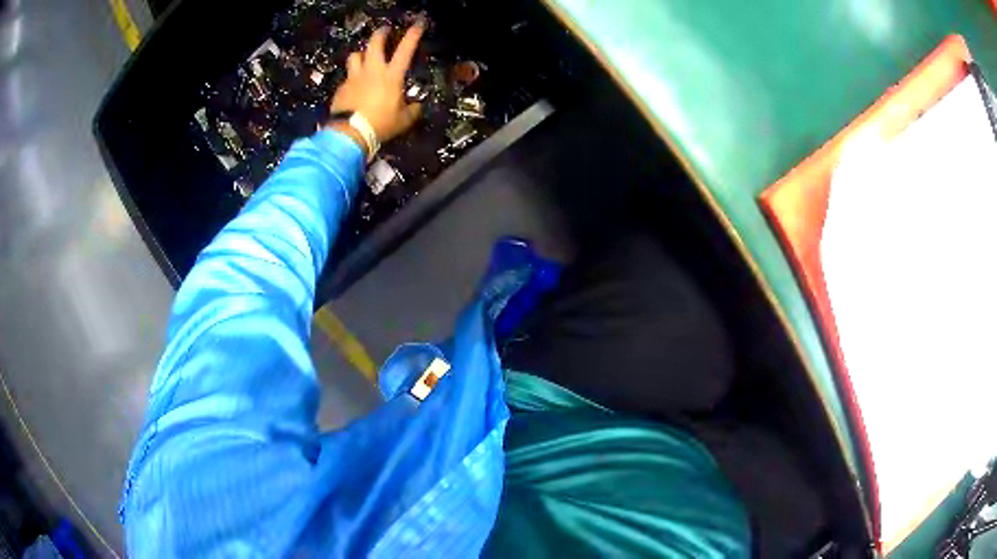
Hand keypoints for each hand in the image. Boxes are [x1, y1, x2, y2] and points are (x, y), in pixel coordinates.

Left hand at [328, 25, 423, 143]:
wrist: (350, 133)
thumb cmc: (380, 124)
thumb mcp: (403, 120)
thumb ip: (412, 110)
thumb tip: (417, 107)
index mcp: (391, 76)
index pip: (405, 50)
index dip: (412, 35)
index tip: (417, 24)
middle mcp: (372, 71)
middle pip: (374, 43)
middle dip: (380, 34)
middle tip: (384, 31)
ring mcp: (354, 78)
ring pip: (355, 55)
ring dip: (361, 54)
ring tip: (364, 57)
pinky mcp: (342, 88)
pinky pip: (347, 76)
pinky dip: (352, 77)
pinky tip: (354, 85)